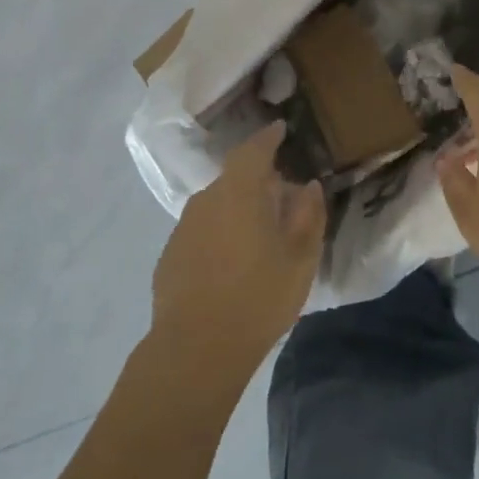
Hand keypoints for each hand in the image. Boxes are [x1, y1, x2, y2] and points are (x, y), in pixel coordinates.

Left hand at [152, 121, 324, 378]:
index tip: (281, 129)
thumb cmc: (258, 297)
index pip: (254, 149)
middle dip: (258, 182)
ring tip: (259, 236)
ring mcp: (183, 228)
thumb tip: (308, 186)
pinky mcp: (170, 256)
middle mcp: (206, 199)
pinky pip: (202, 233)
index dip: (268, 138)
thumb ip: (308, 215)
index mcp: (239, 191)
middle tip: (282, 199)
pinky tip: (231, 265)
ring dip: (238, 211)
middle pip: (235, 179)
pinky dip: (219, 236)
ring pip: (217, 207)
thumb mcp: (300, 258)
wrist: (196, 349)